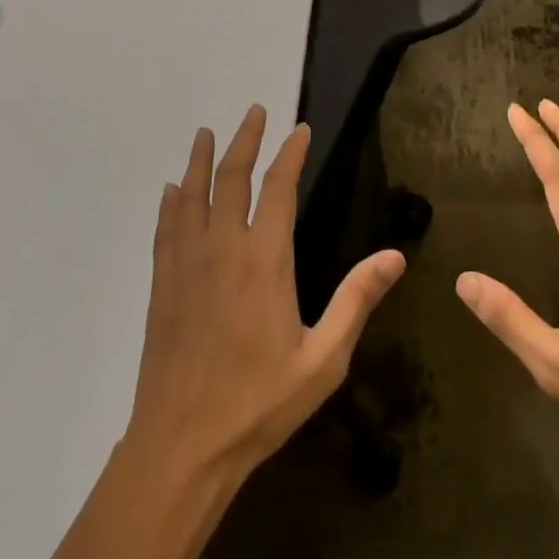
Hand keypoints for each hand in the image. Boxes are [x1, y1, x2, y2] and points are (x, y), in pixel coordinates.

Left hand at [124, 105, 406, 481]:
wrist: (181, 447)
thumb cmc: (259, 403)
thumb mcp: (322, 359)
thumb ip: (357, 301)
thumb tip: (395, 256)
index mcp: (264, 259)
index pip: (279, 188)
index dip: (290, 154)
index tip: (299, 130)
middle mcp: (223, 248)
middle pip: (232, 178)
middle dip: (245, 140)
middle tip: (254, 111)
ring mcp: (187, 264)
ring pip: (193, 195)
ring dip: (202, 160)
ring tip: (206, 133)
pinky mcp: (163, 284)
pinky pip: (166, 228)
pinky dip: (171, 202)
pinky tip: (171, 190)